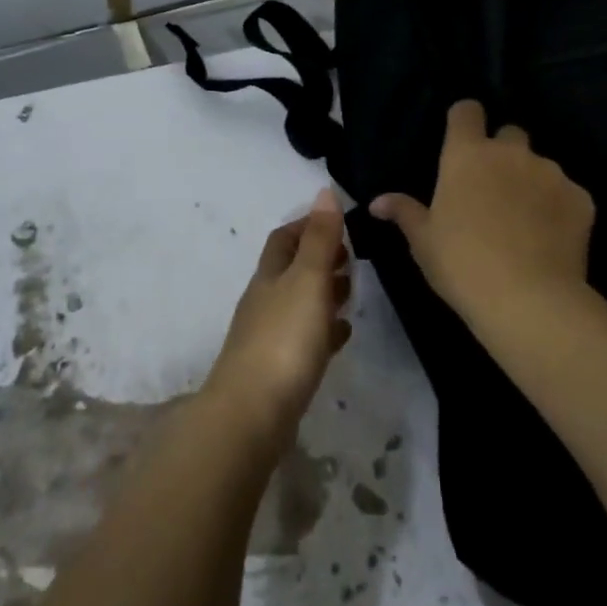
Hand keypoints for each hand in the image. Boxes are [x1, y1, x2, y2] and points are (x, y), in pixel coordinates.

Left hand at [204, 188, 353, 437]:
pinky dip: (324, 331)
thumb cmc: (284, 339)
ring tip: (354, 293)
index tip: (337, 223)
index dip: (308, 225)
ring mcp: (269, 337)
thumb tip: (324, 191)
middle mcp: (265, 301)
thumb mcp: (308, 280)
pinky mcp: (279, 371)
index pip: (284, 239)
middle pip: (291, 271)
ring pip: (299, 305)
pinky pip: (305, 340)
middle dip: (319, 259)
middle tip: (353, 258)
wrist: (252, 414)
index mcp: (270, 276)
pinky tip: (342, 336)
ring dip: (324, 294)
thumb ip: (320, 239)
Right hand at [370, 100, 593, 315]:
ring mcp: (551, 173)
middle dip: (502, 152)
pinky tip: (550, 239)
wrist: (528, 300)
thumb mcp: (423, 240)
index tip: (461, 140)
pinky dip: (558, 208)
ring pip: (540, 165)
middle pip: (510, 133)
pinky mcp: (582, 199)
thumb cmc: (462, 264)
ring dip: (531, 182)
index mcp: (467, 155)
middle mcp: (511, 153)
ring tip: (524, 221)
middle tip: (492, 187)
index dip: (465, 120)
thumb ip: (404, 212)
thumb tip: (377, 202)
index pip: (467, 110)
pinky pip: (567, 193)